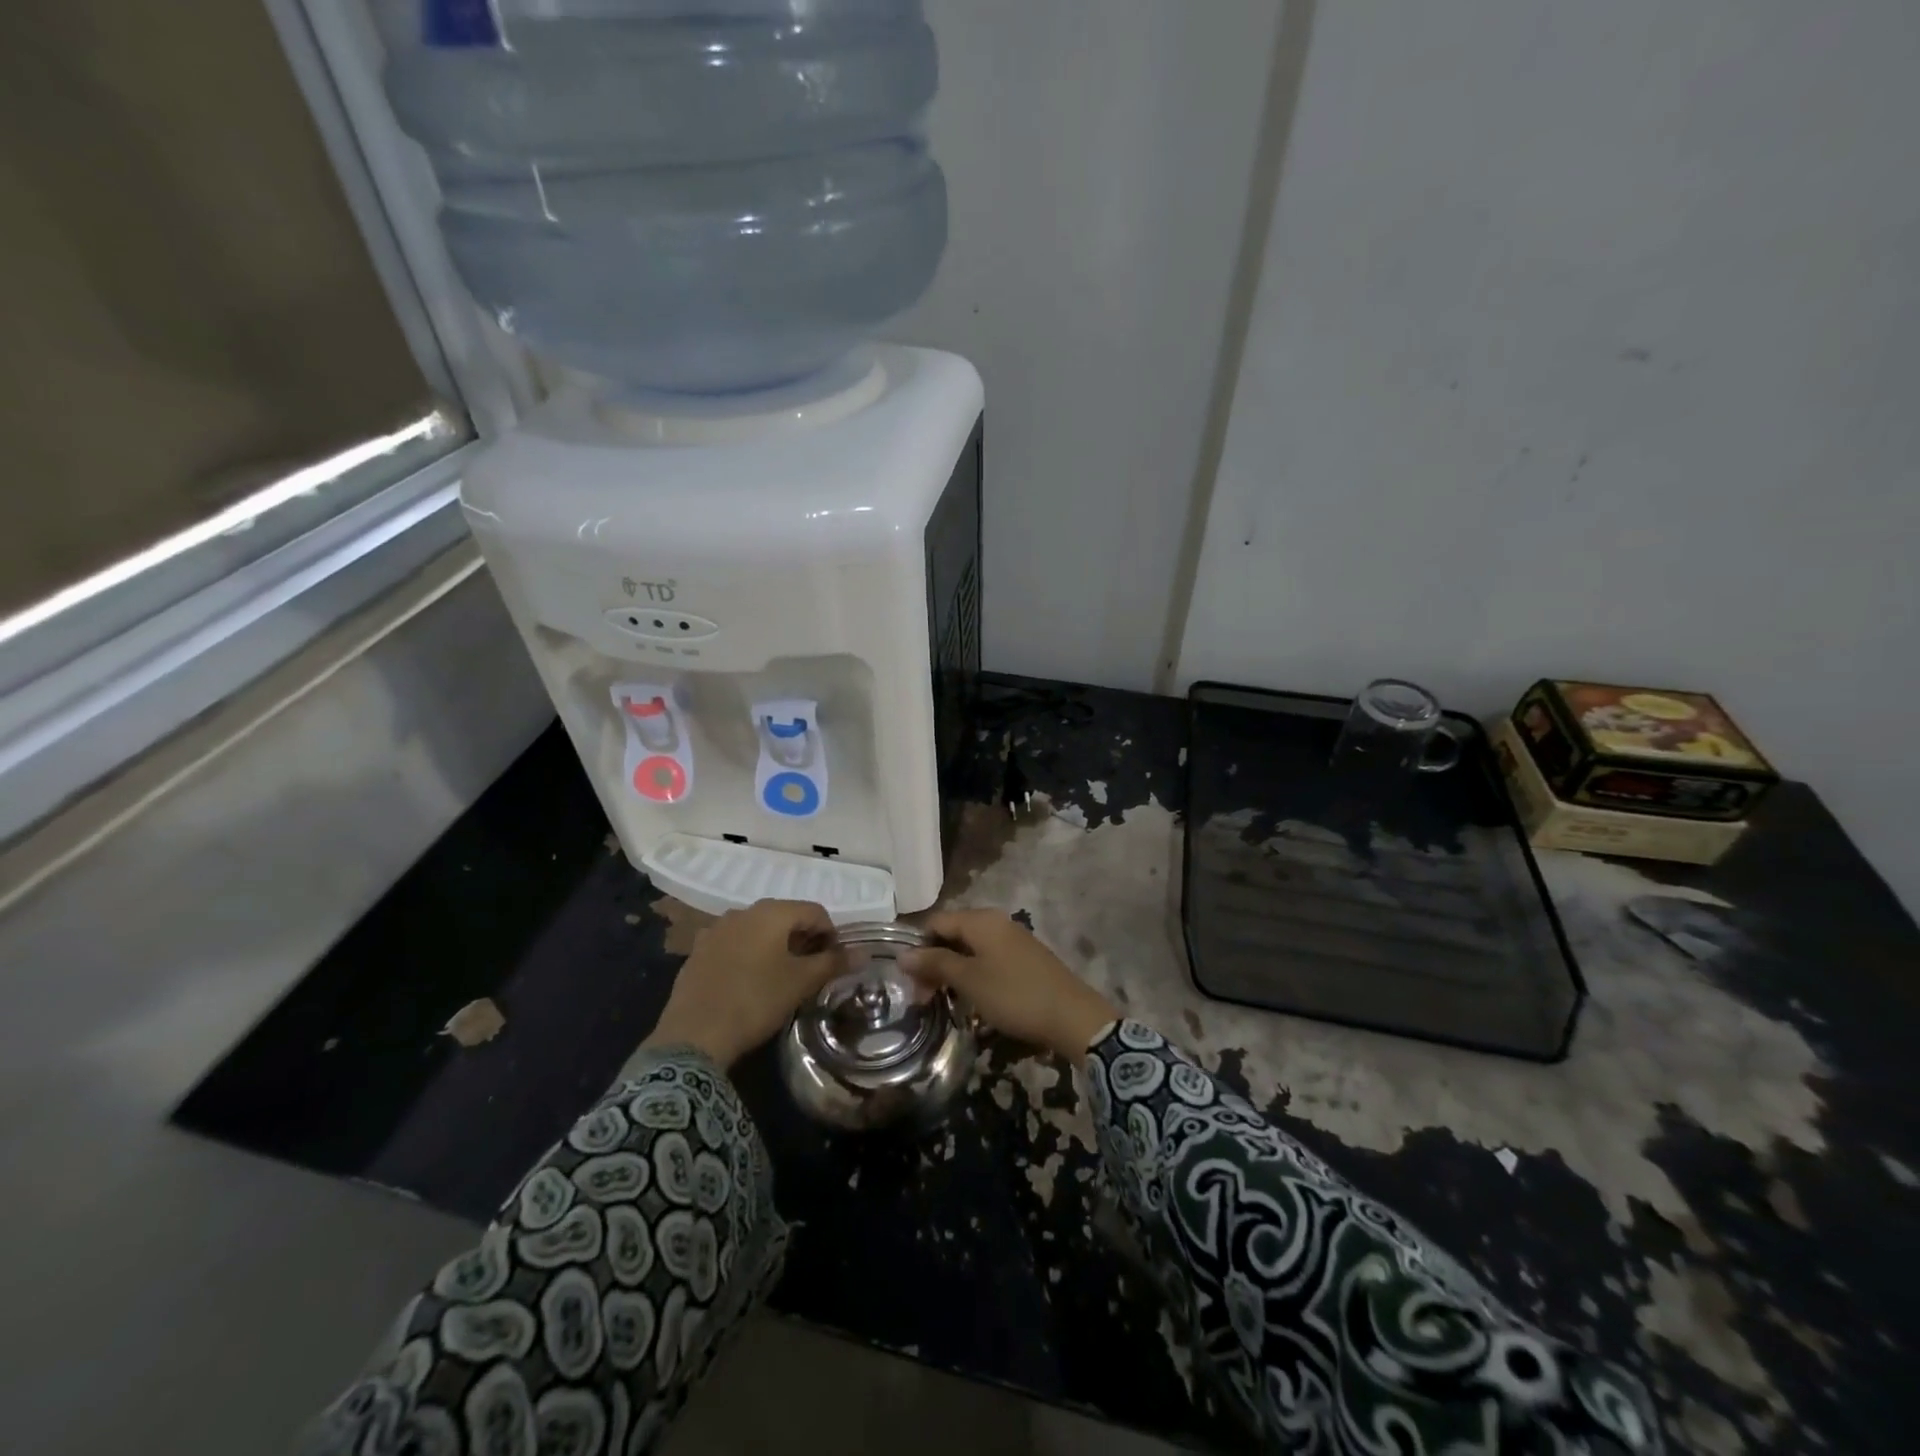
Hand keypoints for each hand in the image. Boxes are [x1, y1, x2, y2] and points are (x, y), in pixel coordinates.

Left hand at [644, 900, 846, 1067]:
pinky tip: (749, 983)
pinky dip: (750, 955)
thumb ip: (833, 963)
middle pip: (785, 917)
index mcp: (771, 912)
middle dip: (803, 940)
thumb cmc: (755, 1001)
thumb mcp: (801, 983)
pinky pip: (735, 945)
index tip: (834, 963)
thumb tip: (863, 953)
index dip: (831, 934)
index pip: (815, 911)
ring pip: (758, 931)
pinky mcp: (698, 952)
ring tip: (781, 978)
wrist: (693, 1036)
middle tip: (811, 971)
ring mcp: (716, 930)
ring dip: (776, 947)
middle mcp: (742, 912)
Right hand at [903, 910, 1118, 1061]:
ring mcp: (1013, 939)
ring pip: (970, 949)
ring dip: (953, 972)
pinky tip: (973, 999)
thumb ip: (935, 963)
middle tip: (924, 999)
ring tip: (945, 1002)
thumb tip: (902, 954)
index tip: (910, 982)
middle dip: (934, 963)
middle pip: (952, 934)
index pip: (935, 922)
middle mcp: (996, 921)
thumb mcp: (969, 981)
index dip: (918, 948)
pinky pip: (988, 958)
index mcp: (981, 920)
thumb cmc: (1014, 995)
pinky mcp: (1024, 958)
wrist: (1072, 1016)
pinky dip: (974, 975)